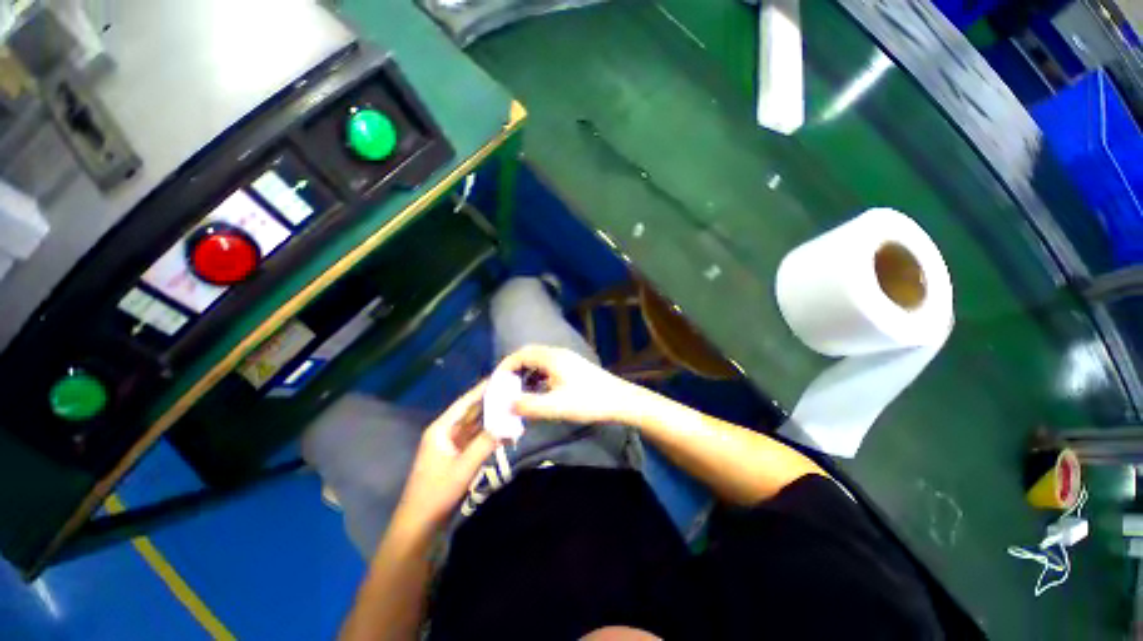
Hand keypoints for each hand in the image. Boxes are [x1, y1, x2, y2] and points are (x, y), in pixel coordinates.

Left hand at [393, 382, 498, 533]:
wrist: (419, 526)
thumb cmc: (436, 493)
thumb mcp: (463, 468)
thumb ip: (485, 444)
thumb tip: (508, 423)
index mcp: (441, 429)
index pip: (465, 402)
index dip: (482, 389)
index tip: (501, 377)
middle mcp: (446, 432)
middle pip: (471, 412)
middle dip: (490, 402)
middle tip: (512, 391)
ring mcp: (452, 445)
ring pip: (475, 426)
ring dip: (492, 418)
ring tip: (512, 407)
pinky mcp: (458, 456)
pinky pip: (476, 439)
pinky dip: (489, 435)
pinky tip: (505, 431)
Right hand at [494, 345, 636, 424]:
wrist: (620, 400)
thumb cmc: (589, 401)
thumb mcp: (557, 406)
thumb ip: (530, 405)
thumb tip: (507, 404)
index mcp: (552, 358)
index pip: (520, 355)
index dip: (505, 367)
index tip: (495, 383)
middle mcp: (557, 354)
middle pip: (528, 355)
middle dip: (513, 369)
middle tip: (503, 387)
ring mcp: (567, 359)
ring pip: (539, 361)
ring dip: (525, 372)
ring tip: (517, 391)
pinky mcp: (573, 367)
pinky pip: (548, 367)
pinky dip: (537, 376)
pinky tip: (538, 392)